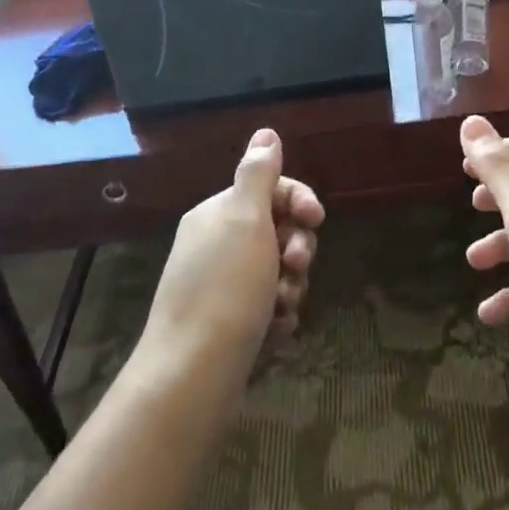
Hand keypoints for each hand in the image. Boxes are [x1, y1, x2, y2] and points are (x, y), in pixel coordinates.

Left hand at [138, 129, 323, 398]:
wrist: (191, 376)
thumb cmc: (225, 290)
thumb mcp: (246, 220)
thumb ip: (258, 174)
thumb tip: (265, 133)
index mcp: (217, 214)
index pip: (269, 189)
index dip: (298, 201)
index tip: (317, 219)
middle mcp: (215, 244)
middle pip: (277, 230)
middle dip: (297, 247)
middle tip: (297, 267)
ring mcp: (220, 286)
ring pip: (277, 271)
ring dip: (291, 285)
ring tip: (284, 306)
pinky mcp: (228, 323)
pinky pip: (267, 305)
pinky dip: (279, 313)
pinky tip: (278, 329)